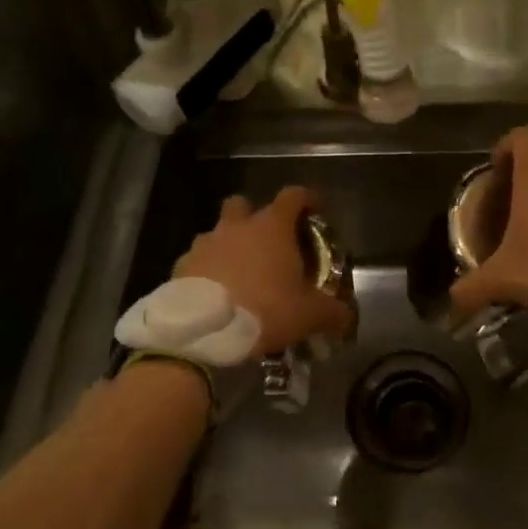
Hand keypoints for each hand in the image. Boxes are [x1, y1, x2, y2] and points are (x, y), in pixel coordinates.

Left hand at [174, 187, 353, 358]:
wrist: (203, 333)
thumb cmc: (265, 311)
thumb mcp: (309, 315)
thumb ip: (332, 312)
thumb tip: (346, 318)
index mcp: (272, 227)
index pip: (294, 196)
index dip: (308, 200)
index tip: (316, 211)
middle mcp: (237, 226)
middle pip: (243, 204)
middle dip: (254, 217)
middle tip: (268, 242)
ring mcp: (205, 244)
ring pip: (217, 232)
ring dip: (228, 246)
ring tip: (239, 274)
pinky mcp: (181, 266)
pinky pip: (197, 261)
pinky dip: (206, 271)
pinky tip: (215, 294)